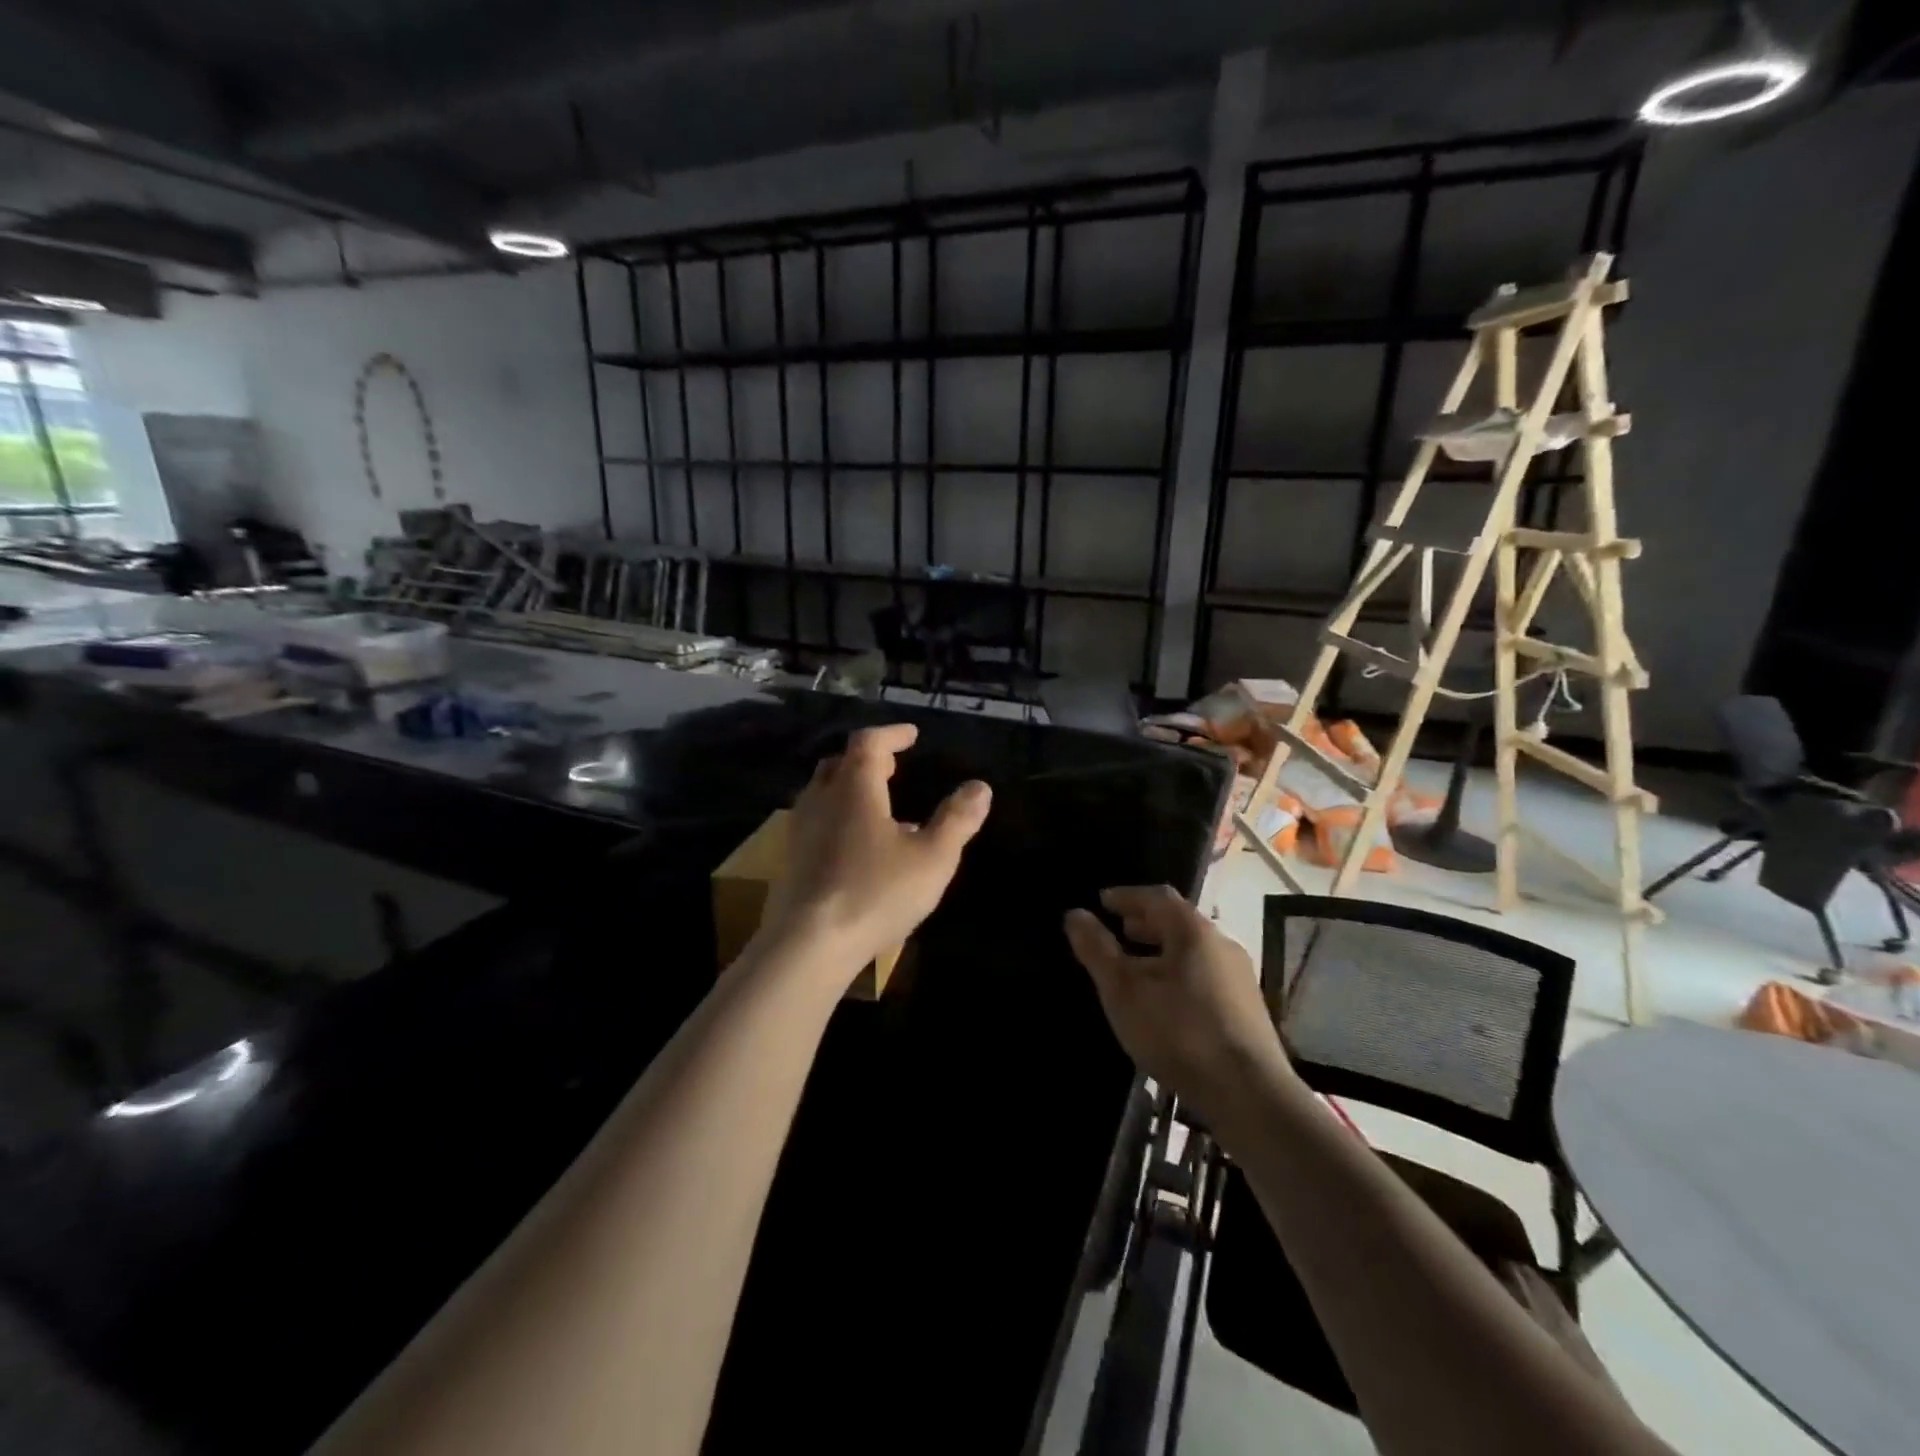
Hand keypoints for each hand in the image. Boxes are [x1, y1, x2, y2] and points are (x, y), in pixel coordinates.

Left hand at [760, 724, 991, 983]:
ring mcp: (800, 830)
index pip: (869, 743)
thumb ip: (957, 820)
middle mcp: (821, 799)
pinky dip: (838, 816)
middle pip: (840, 763)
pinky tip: (856, 845)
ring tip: (877, 803)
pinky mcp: (790, 860)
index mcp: (855, 788)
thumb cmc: (875, 893)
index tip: (911, 735)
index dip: (891, 734)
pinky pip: (816, 821)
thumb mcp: (932, 858)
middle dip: (867, 758)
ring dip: (849, 787)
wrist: (807, 944)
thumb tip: (980, 787)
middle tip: (891, 765)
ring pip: (823, 793)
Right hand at [1064, 887, 1294, 1125]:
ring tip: (1137, 965)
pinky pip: (1205, 973)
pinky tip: (1165, 999)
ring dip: (1162, 949)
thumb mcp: (1124, 991)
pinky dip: (1179, 971)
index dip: (1127, 896)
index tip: (1102, 901)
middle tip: (1119, 928)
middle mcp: (1221, 944)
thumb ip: (1097, 950)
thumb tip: (1075, 914)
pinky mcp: (1247, 1008)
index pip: (1157, 897)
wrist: (1250, 1095)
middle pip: (1179, 921)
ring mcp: (1239, 977)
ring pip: (1193, 950)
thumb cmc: (1178, 1033)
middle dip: (1146, 922)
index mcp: (1193, 931)